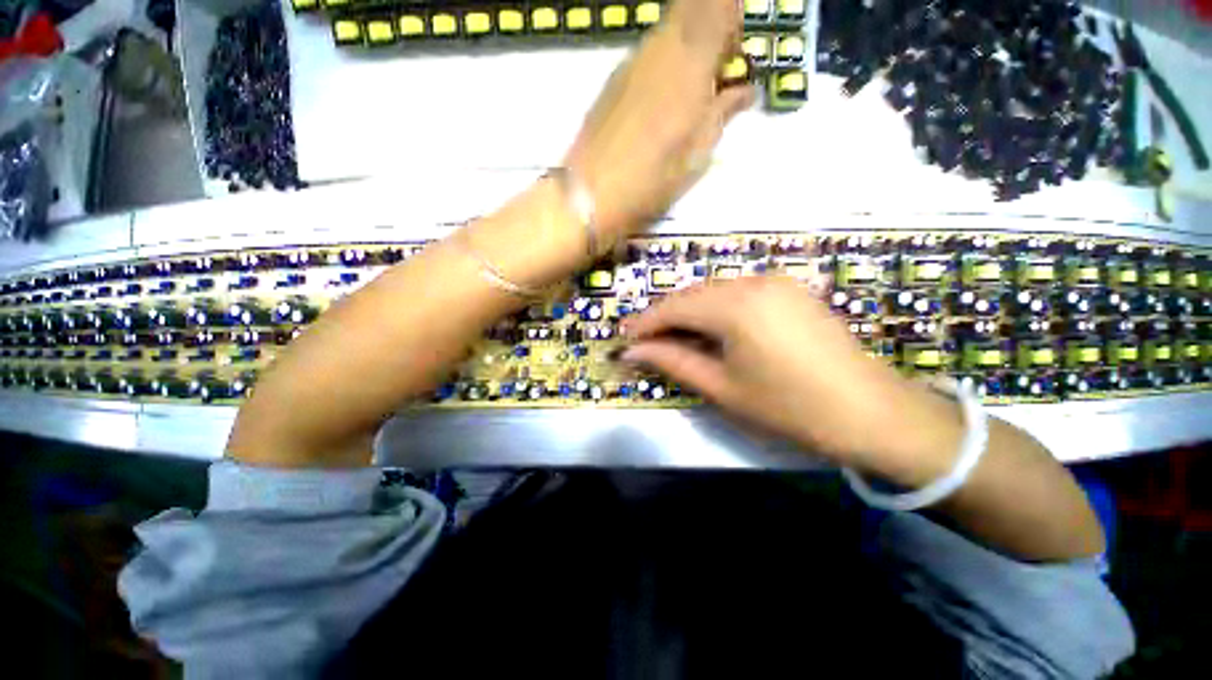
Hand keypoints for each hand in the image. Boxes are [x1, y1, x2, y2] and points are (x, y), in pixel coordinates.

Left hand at [563, 0, 754, 239]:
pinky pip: (648, 55)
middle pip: (692, 9)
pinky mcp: (613, 80)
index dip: (732, 21)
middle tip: (716, 72)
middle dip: (712, 30)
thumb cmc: (651, 179)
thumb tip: (743, 92)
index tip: (736, 53)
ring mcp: (631, 61)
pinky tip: (662, 104)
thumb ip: (723, 113)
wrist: (590, 193)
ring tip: (690, 94)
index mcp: (690, 61)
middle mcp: (660, 47)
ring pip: (668, 31)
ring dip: (687, 50)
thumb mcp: (697, 155)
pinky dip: (664, 66)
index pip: (719, 6)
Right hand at [622, 277, 964, 479]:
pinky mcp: (789, 290)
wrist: (871, 413)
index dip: (644, 323)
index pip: (673, 307)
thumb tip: (632, 351)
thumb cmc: (789, 407)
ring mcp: (776, 281)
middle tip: (645, 342)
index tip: (624, 339)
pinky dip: (715, 309)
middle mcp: (753, 281)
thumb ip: (673, 361)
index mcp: (736, 306)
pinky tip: (710, 330)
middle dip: (665, 317)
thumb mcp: (722, 388)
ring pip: (713, 291)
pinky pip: (737, 293)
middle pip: (692, 294)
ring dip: (689, 312)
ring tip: (673, 339)